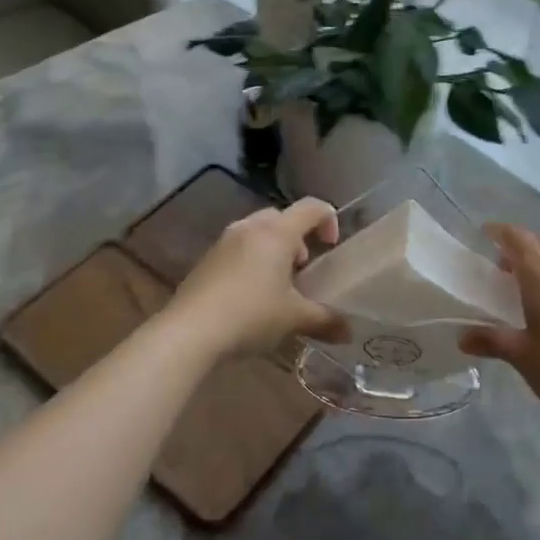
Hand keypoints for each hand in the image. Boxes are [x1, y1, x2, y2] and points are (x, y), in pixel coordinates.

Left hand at [165, 199, 348, 358]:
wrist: (190, 332)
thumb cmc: (251, 315)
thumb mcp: (294, 319)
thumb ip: (325, 320)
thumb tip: (349, 332)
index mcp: (277, 232)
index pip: (312, 207)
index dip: (329, 220)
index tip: (331, 246)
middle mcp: (250, 227)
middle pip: (282, 218)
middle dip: (298, 238)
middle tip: (302, 269)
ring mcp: (224, 241)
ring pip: (258, 232)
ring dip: (273, 249)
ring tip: (277, 284)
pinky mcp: (206, 259)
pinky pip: (238, 248)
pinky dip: (252, 260)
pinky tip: (251, 295)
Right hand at [460, 224, 539, 430]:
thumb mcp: (523, 357)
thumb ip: (491, 341)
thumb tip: (461, 337)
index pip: (518, 238)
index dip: (499, 231)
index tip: (481, 234)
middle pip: (538, 242)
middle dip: (515, 244)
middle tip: (494, 262)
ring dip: (535, 258)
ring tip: (516, 281)